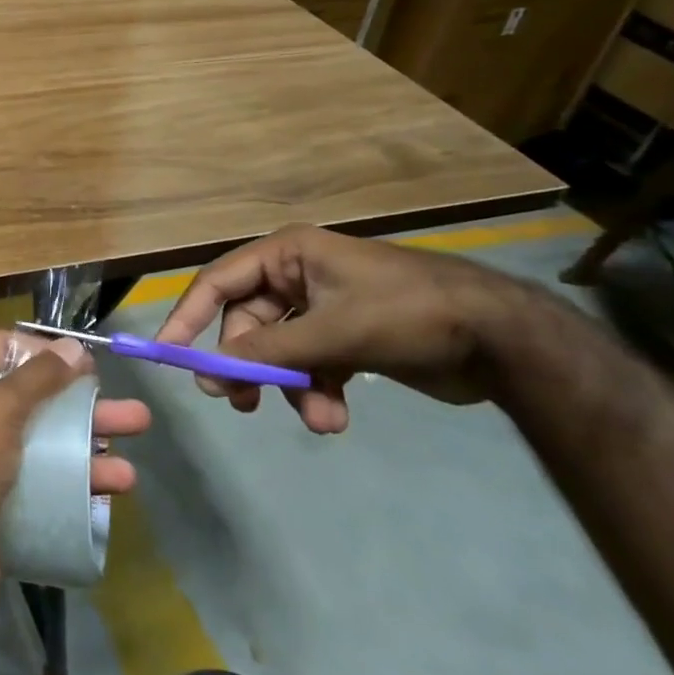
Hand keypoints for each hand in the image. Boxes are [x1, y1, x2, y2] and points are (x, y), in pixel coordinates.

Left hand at [0, 329, 149, 619]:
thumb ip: (38, 377)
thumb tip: (73, 346)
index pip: (0, 348)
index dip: (43, 350)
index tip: (87, 361)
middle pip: (30, 400)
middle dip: (80, 408)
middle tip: (132, 415)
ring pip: (41, 446)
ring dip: (86, 453)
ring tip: (130, 470)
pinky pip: (41, 485)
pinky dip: (73, 487)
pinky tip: (109, 496)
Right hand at [157, 225, 538, 431]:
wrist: (503, 338)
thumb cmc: (409, 313)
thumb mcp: (335, 331)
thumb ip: (270, 349)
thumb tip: (213, 368)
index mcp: (288, 255)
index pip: (218, 281)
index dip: (189, 315)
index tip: (170, 354)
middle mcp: (297, 276)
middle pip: (247, 322)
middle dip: (249, 365)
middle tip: (240, 403)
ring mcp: (322, 308)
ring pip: (279, 350)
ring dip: (289, 386)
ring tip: (317, 419)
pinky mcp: (346, 338)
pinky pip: (310, 365)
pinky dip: (316, 391)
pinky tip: (334, 417)